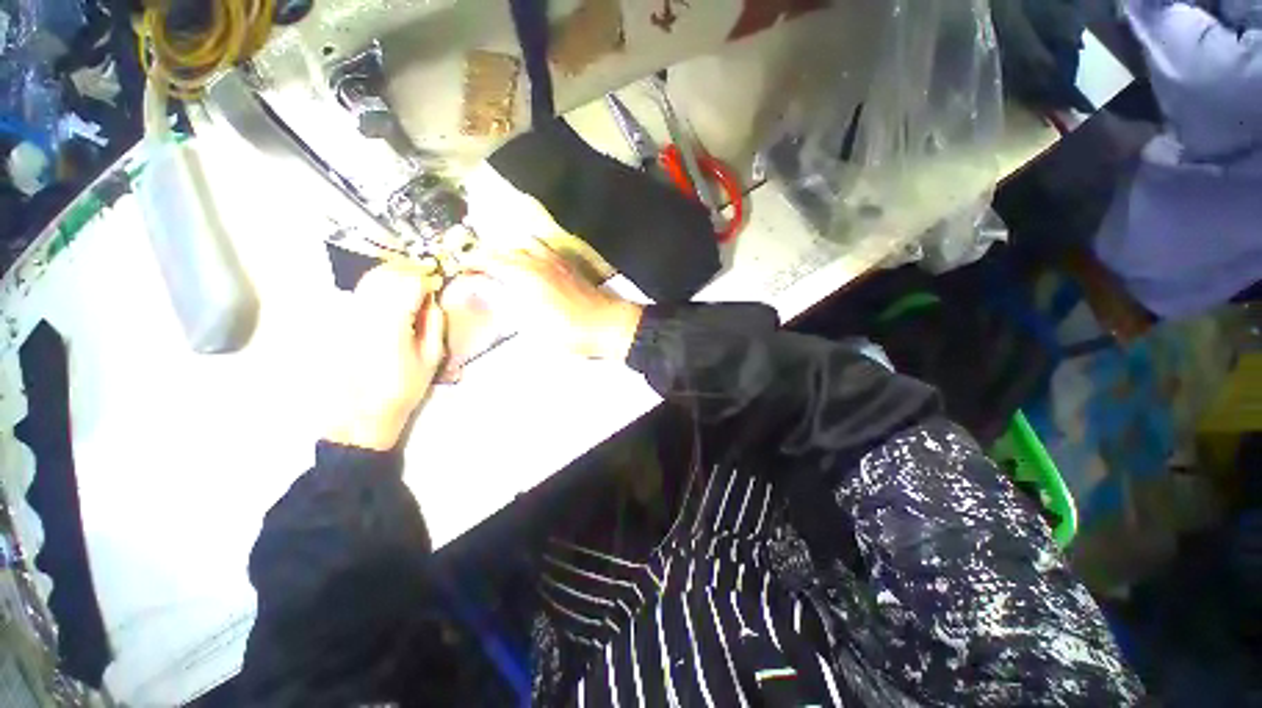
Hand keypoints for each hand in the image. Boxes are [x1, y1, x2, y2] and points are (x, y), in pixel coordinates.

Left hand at [327, 262, 446, 450]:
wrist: (363, 409)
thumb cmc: (404, 386)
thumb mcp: (431, 358)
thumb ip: (434, 325)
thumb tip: (433, 300)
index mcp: (393, 325)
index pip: (409, 285)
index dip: (425, 278)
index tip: (437, 280)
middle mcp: (367, 314)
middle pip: (387, 275)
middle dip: (409, 271)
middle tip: (426, 275)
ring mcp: (351, 316)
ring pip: (370, 280)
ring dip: (392, 274)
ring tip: (410, 279)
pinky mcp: (343, 321)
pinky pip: (361, 291)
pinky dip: (378, 284)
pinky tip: (391, 291)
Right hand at [482, 248, 642, 359]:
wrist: (606, 324)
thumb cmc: (566, 330)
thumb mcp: (529, 323)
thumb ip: (502, 300)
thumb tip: (478, 285)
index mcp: (523, 273)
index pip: (487, 260)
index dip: (470, 266)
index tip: (460, 274)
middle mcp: (536, 260)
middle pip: (504, 250)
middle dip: (486, 258)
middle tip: (477, 273)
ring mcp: (555, 260)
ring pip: (524, 245)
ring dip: (509, 252)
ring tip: (503, 268)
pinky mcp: (569, 265)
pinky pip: (544, 249)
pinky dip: (530, 252)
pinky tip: (531, 266)